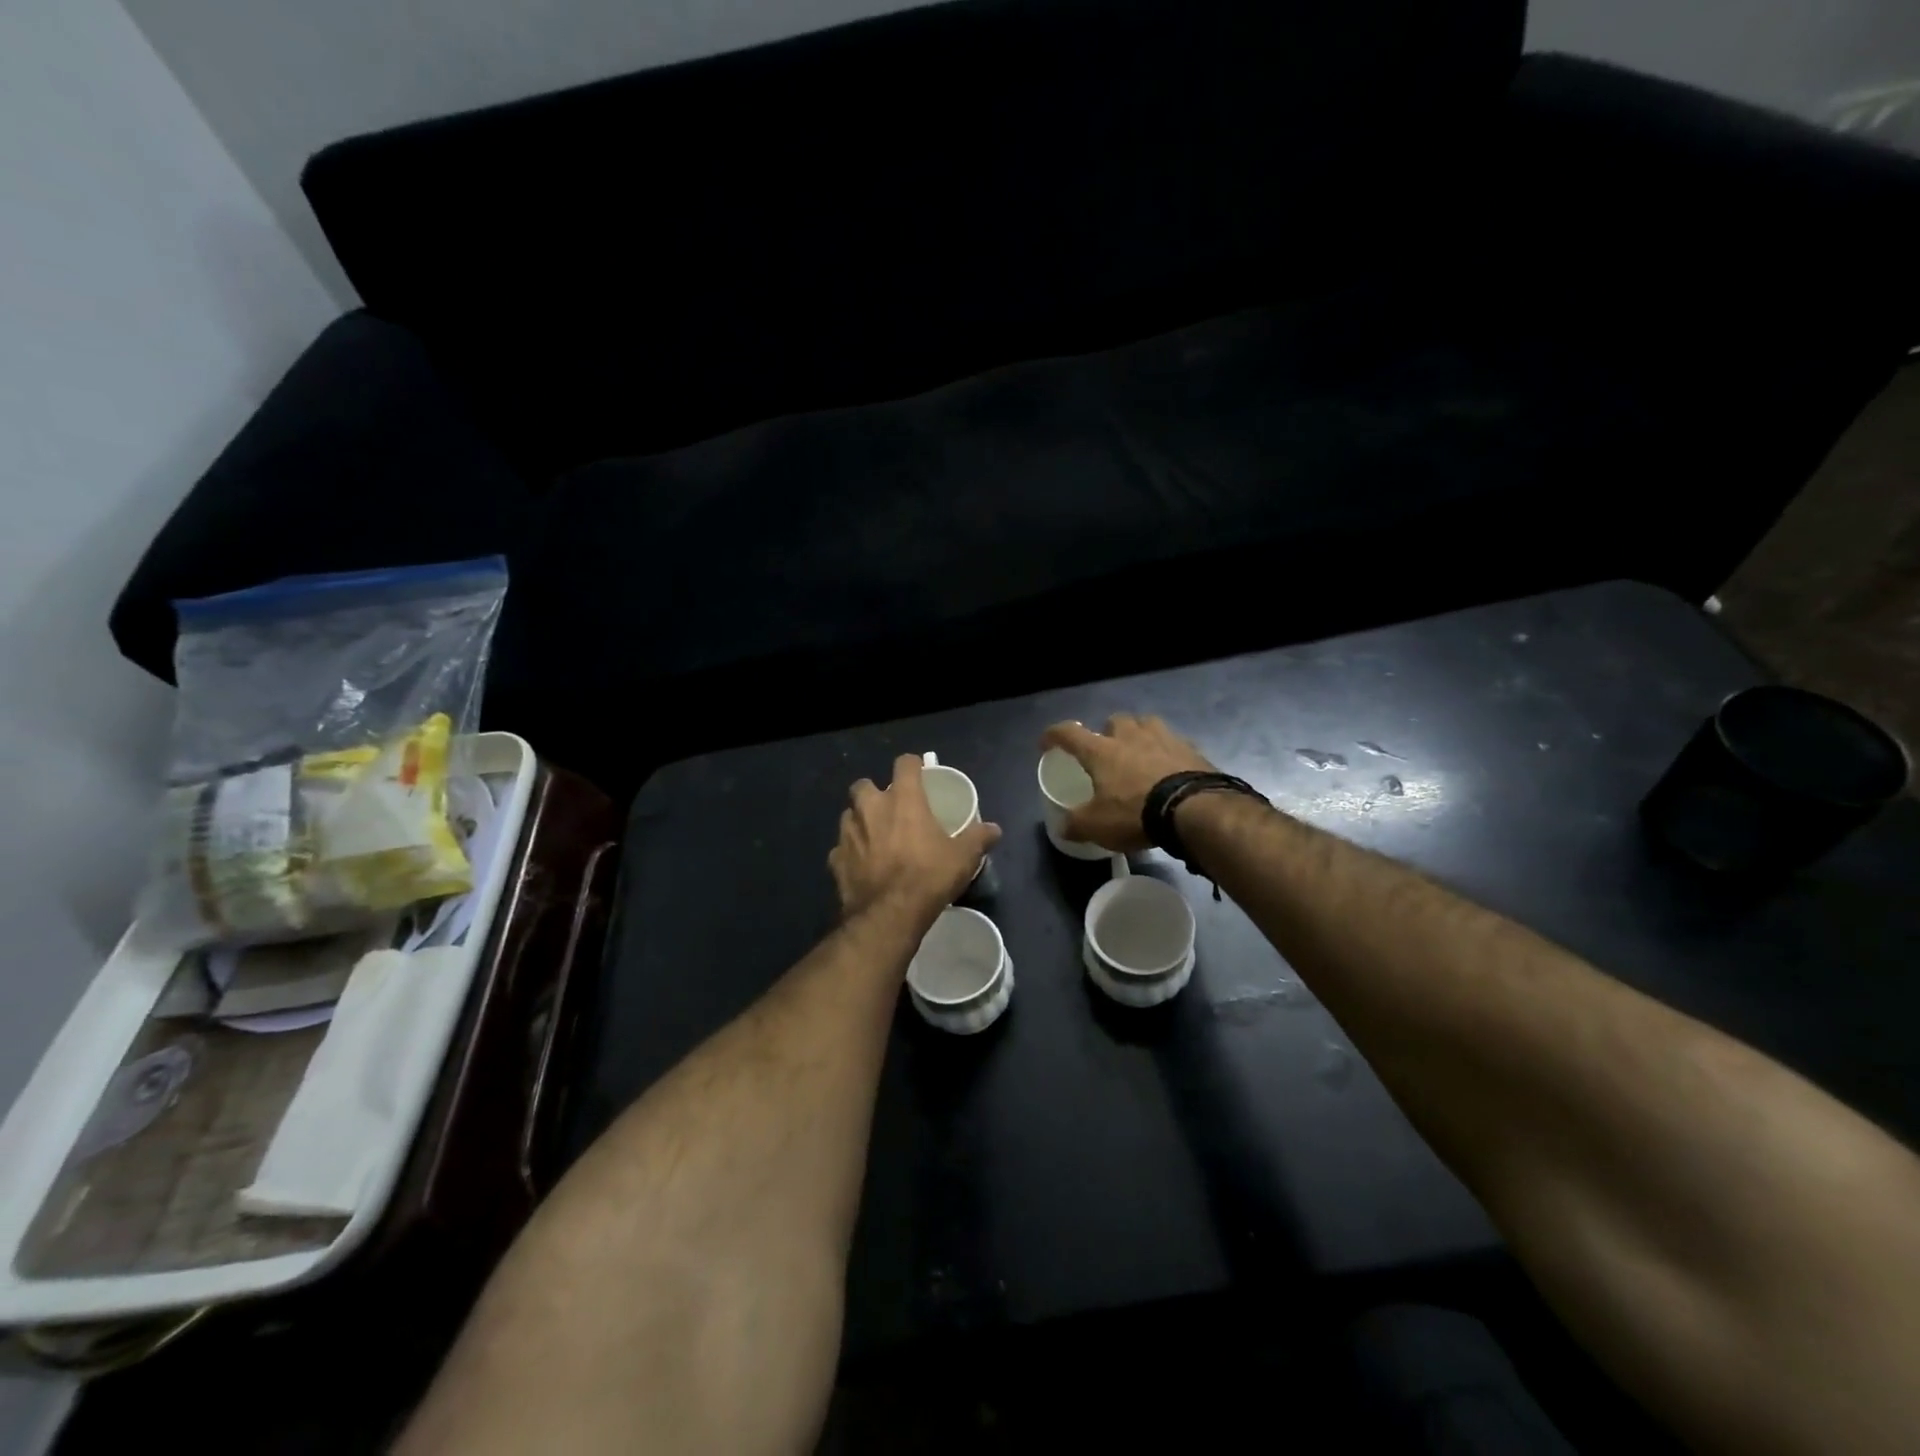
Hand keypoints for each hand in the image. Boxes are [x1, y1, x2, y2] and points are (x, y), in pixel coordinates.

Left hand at [830, 755, 1001, 921]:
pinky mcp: (835, 860)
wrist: (889, 915)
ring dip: (860, 821)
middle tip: (890, 807)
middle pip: (864, 785)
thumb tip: (994, 829)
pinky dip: (851, 853)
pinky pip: (841, 849)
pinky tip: (862, 865)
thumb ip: (978, 838)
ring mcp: (848, 834)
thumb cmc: (929, 877)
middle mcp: (870, 808)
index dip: (912, 765)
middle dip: (874, 792)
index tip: (919, 772)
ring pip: (849, 815)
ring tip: (875, 836)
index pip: (904, 764)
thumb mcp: (963, 857)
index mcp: (903, 799)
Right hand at [1040, 715, 1214, 851]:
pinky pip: (1174, 743)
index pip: (1069, 733)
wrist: (1195, 810)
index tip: (1046, 743)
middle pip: (1115, 721)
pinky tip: (1169, 769)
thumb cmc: (1136, 813)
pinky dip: (1167, 752)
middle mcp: (1131, 736)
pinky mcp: (1192, 749)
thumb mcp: (1097, 826)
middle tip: (1107, 750)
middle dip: (1108, 732)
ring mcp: (1165, 739)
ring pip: (1147, 724)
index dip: (1054, 735)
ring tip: (1139, 753)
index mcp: (1102, 751)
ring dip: (1139, 734)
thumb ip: (1075, 824)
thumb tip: (1062, 827)